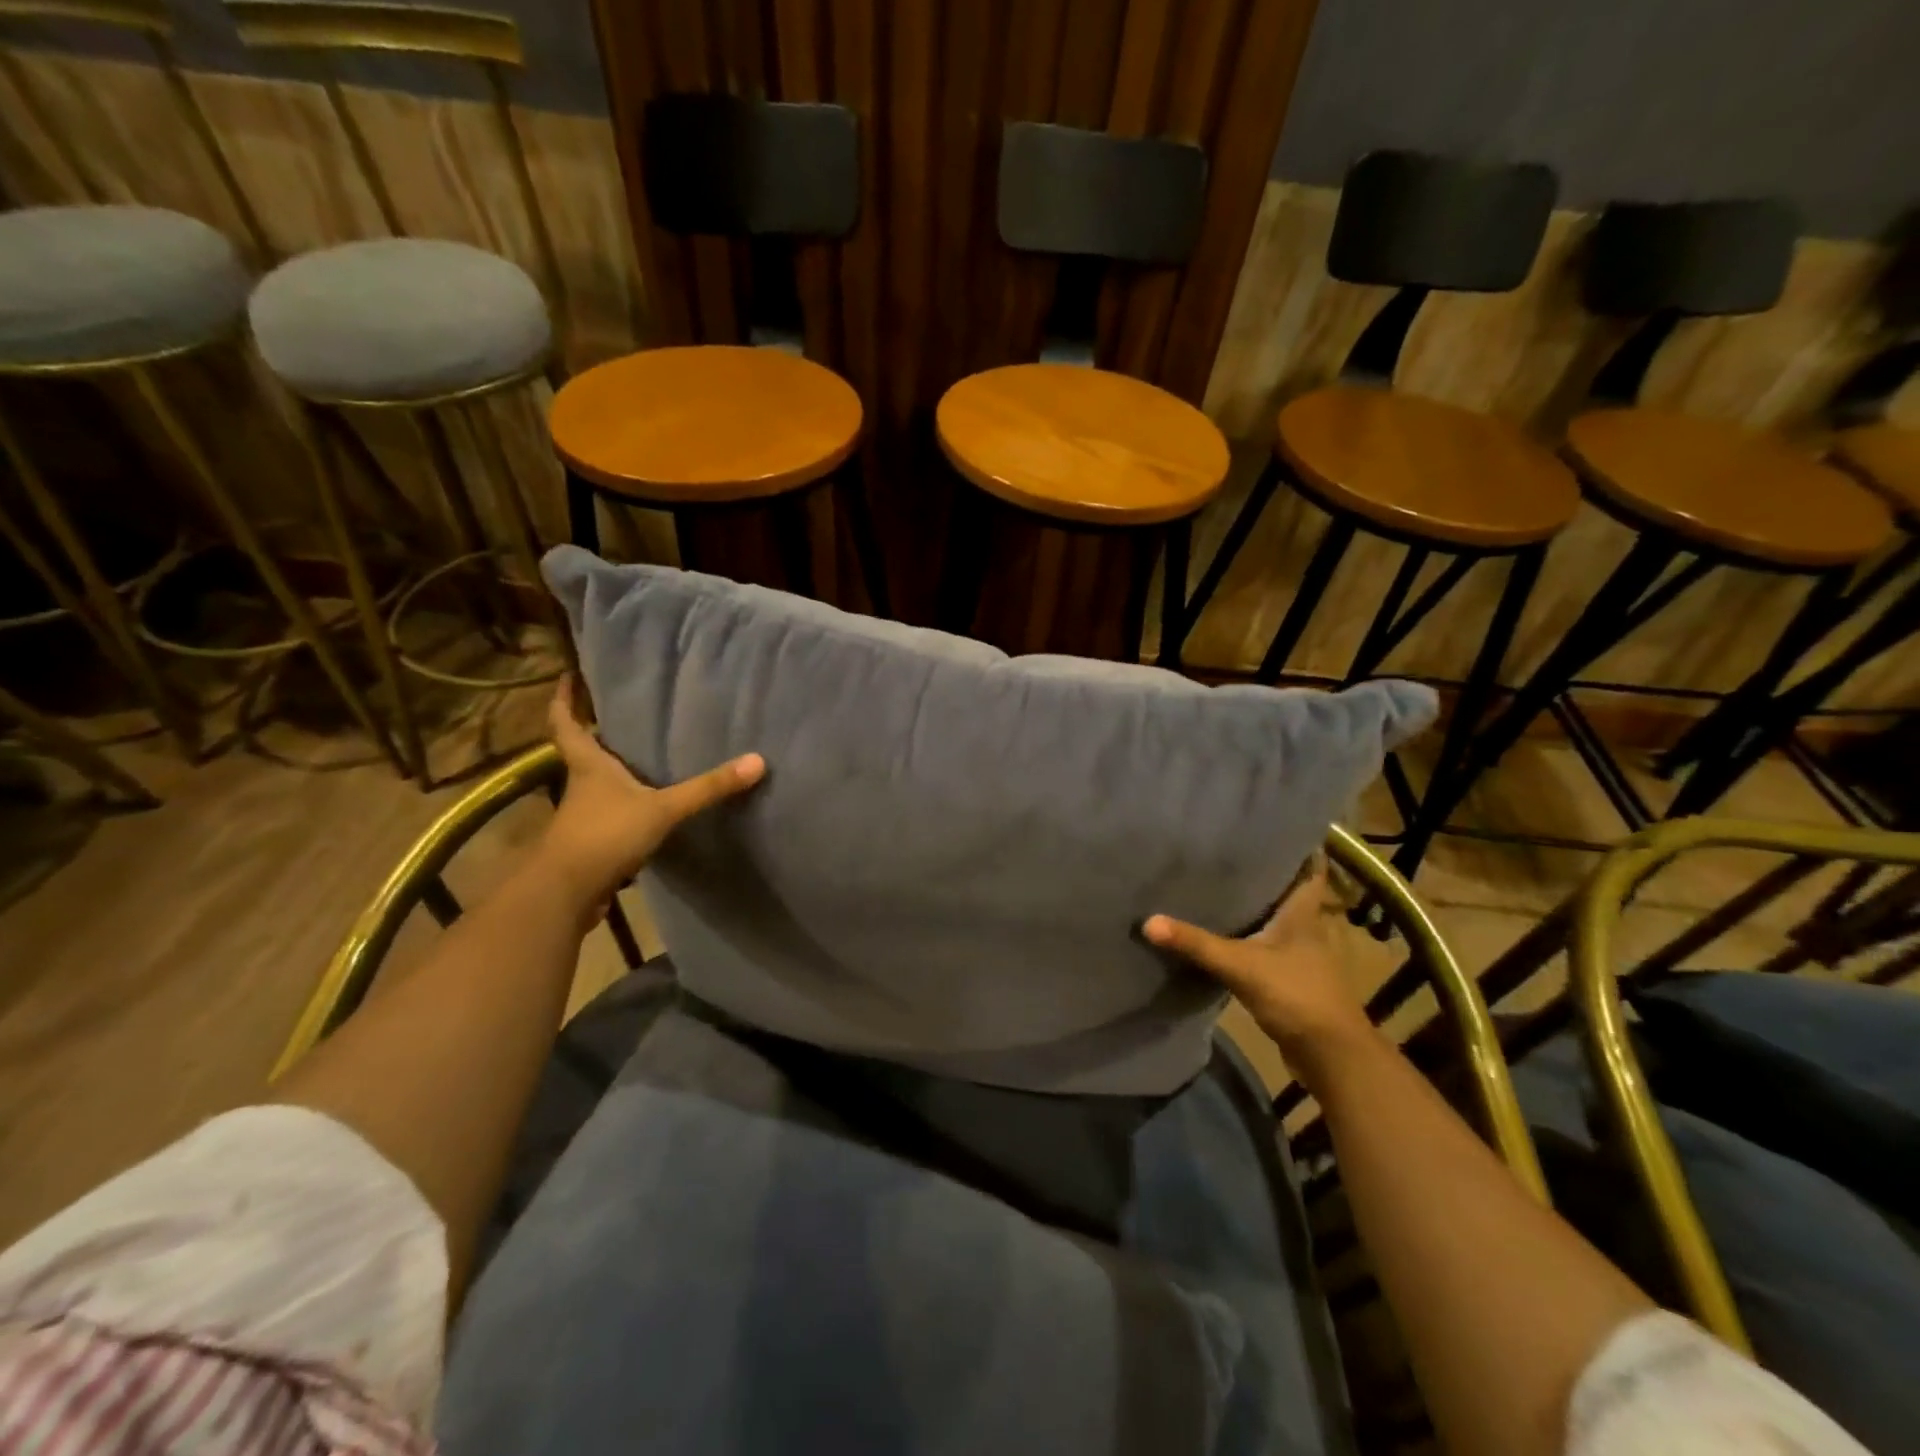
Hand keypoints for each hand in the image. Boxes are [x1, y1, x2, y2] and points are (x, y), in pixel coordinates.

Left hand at [537, 677, 764, 923]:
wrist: (567, 893)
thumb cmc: (606, 835)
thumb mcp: (663, 808)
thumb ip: (708, 788)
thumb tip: (757, 761)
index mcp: (588, 765)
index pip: (566, 723)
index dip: (564, 699)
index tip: (568, 676)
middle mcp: (580, 785)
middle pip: (580, 751)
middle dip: (593, 732)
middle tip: (616, 713)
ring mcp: (583, 816)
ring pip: (594, 784)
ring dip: (609, 770)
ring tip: (637, 755)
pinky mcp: (590, 842)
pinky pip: (608, 814)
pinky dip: (621, 805)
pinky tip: (644, 805)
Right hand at [1145, 861, 1375, 1077]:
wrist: (1331, 1056)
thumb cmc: (1297, 996)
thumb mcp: (1241, 965)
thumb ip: (1196, 944)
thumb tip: (1148, 921)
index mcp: (1302, 913)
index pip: (1308, 868)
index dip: (1295, 846)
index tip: (1269, 826)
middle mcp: (1303, 927)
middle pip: (1284, 890)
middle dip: (1261, 872)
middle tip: (1225, 849)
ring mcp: (1297, 955)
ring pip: (1272, 919)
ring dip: (1251, 905)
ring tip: (1215, 883)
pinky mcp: (1286, 978)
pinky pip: (1262, 946)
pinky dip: (1244, 937)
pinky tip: (1219, 932)